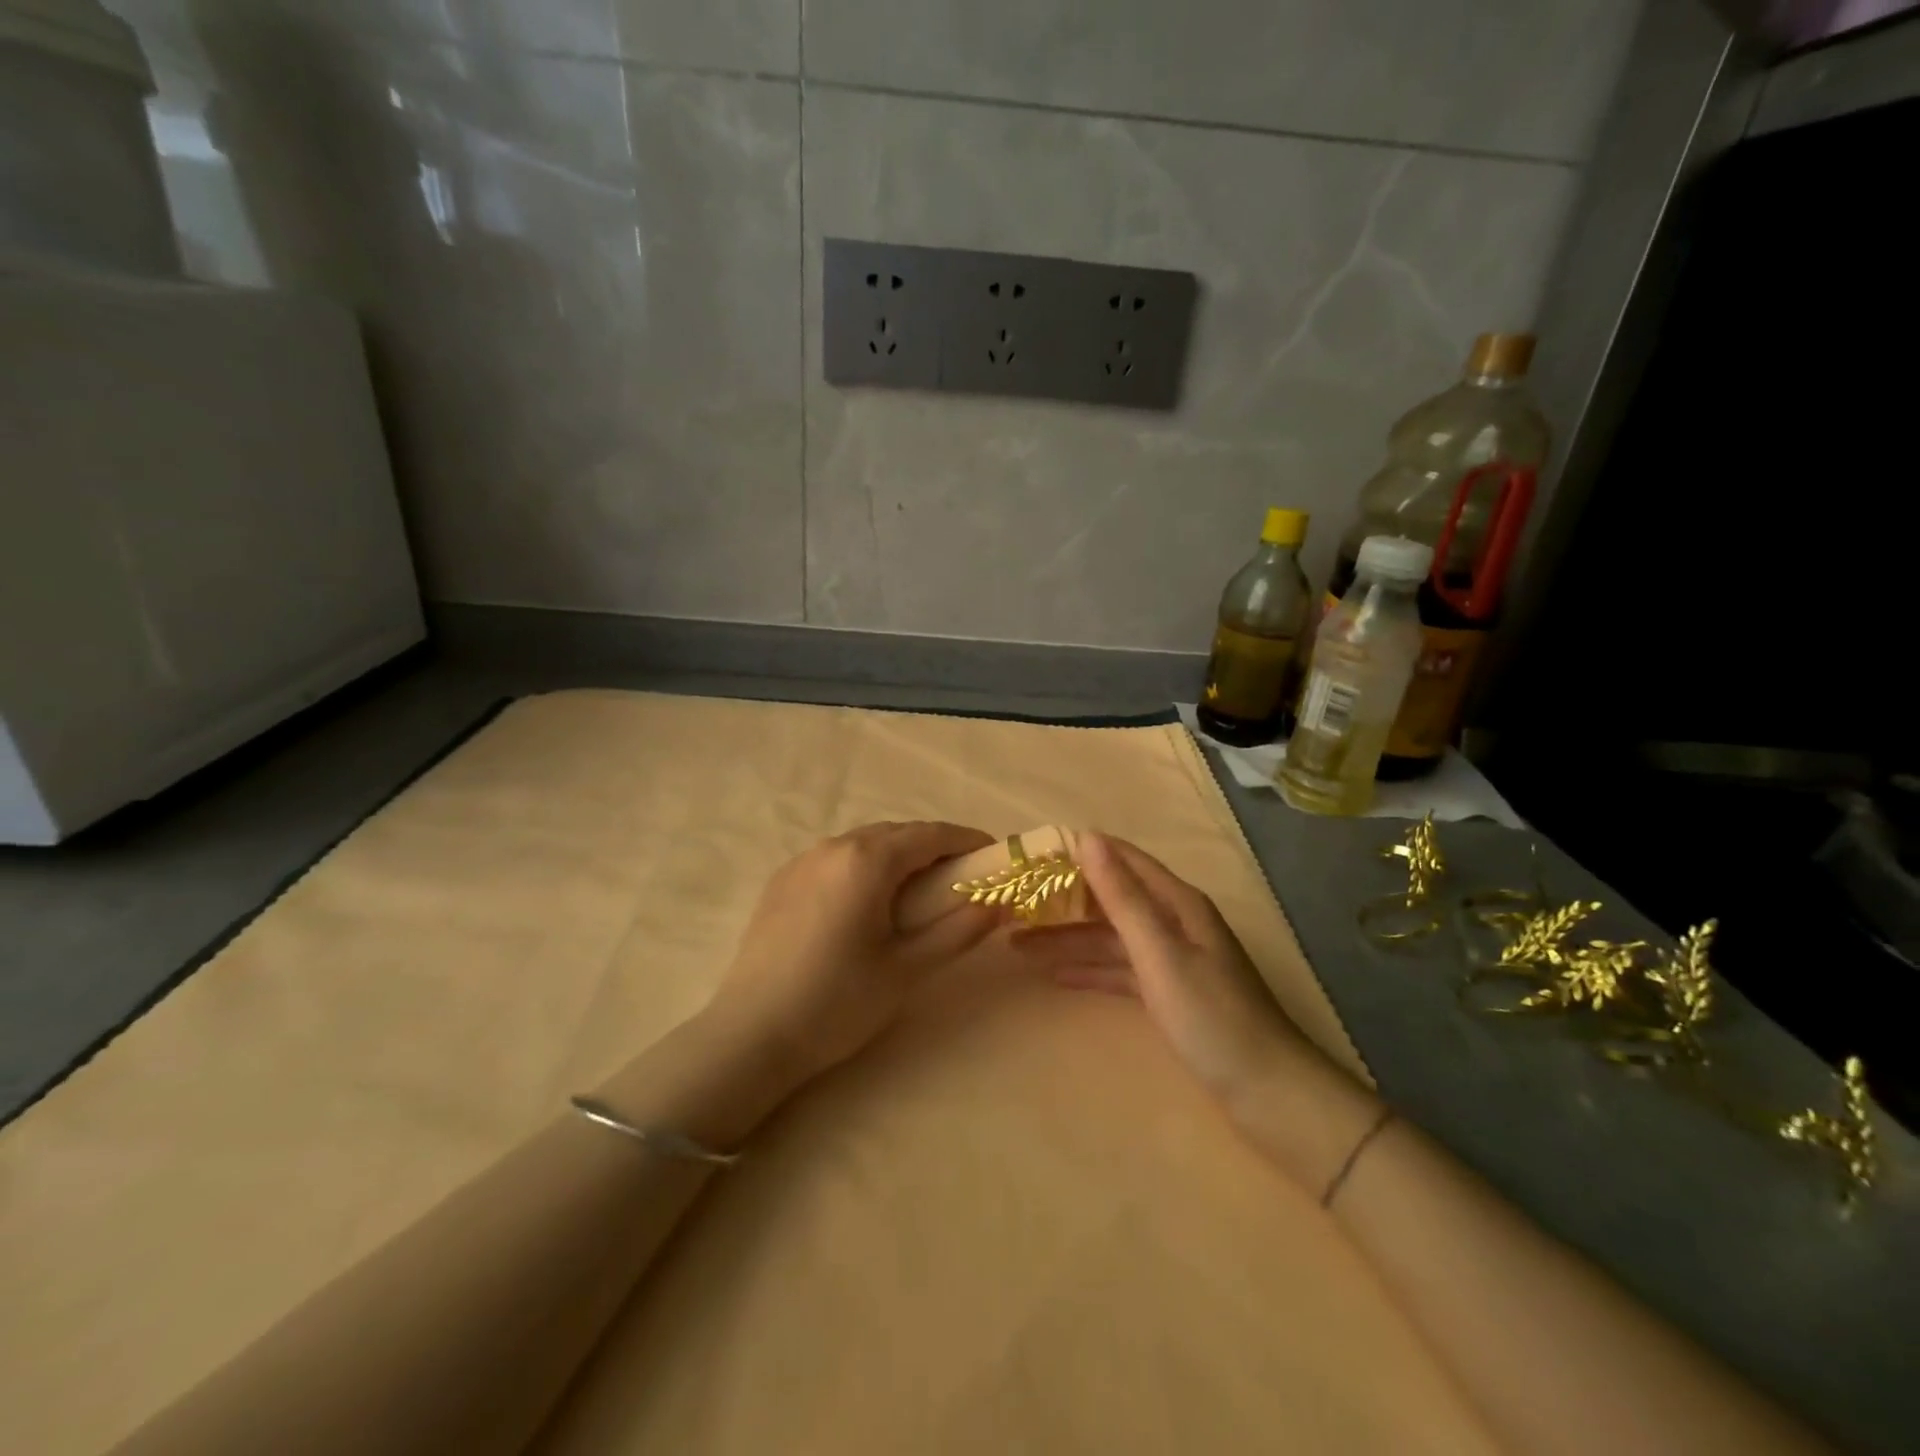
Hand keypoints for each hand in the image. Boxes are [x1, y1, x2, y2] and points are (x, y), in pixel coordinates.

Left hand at [709, 821, 999, 1087]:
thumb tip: (1000, 903)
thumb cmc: (837, 1003)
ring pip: (864, 843)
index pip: (930, 834)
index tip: (993, 855)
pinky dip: (864, 867)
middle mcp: (833, 847)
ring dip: (898, 856)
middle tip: (960, 879)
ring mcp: (802, 861)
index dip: (967, 840)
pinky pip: (836, 858)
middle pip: (897, 833)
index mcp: (867, 861)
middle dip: (934, 848)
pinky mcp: (781, 881)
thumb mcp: (908, 970)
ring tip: (917, 892)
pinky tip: (867, 902)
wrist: (751, 1035)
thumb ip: (959, 931)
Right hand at [1013, 834, 1314, 1111]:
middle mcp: (1174, 922)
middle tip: (1013, 907)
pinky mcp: (1168, 993)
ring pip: (1110, 938)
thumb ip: (1122, 897)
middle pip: (1111, 900)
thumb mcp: (1160, 952)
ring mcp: (1171, 959)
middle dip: (1064, 901)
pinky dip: (1090, 971)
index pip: (1122, 860)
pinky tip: (1056, 976)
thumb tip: (1087, 838)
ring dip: (1069, 940)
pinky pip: (1120, 971)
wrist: (1267, 1092)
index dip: (1080, 853)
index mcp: (1177, 903)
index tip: (1032, 855)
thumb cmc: (1211, 1016)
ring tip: (1019, 945)